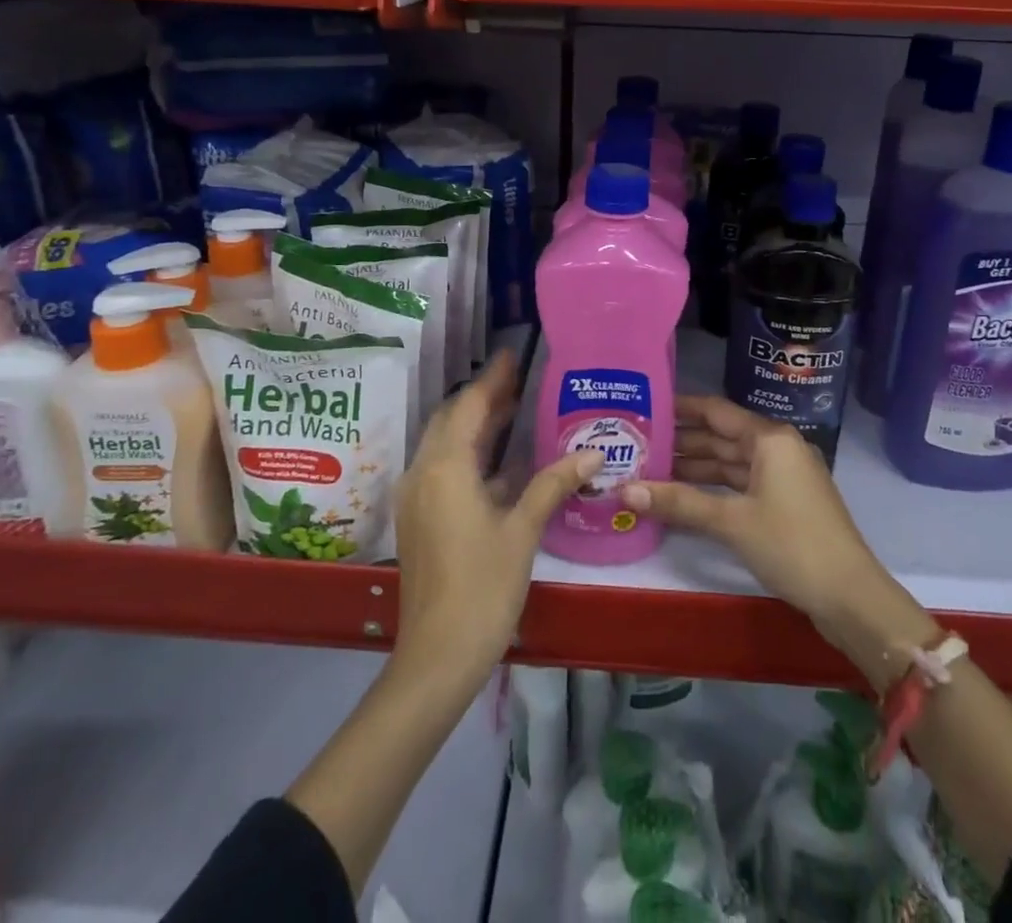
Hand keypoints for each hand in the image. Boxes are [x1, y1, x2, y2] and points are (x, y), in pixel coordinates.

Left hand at [391, 350, 598, 681]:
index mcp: (445, 468)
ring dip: (475, 424)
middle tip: (519, 379)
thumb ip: (554, 483)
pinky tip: (501, 460)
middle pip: (451, 419)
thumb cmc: (483, 587)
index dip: (492, 379)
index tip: (513, 354)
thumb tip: (594, 451)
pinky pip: (443, 467)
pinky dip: (469, 453)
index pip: (468, 406)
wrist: (437, 657)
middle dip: (482, 397)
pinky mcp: (419, 518)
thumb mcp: (522, 531)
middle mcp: (423, 473)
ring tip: (514, 408)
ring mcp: (417, 497)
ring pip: (445, 443)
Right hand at [621, 394, 935, 687]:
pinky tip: (682, 495)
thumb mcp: (732, 522)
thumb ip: (679, 502)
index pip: (716, 411)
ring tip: (649, 468)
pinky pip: (740, 484)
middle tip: (636, 442)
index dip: (680, 408)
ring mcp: (782, 476)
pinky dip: (712, 488)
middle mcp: (777, 448)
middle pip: (721, 436)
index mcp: (769, 438)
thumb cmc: (792, 545)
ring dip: (694, 466)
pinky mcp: (784, 503)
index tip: (644, 406)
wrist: (851, 597)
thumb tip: (623, 490)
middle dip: (681, 440)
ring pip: (729, 462)